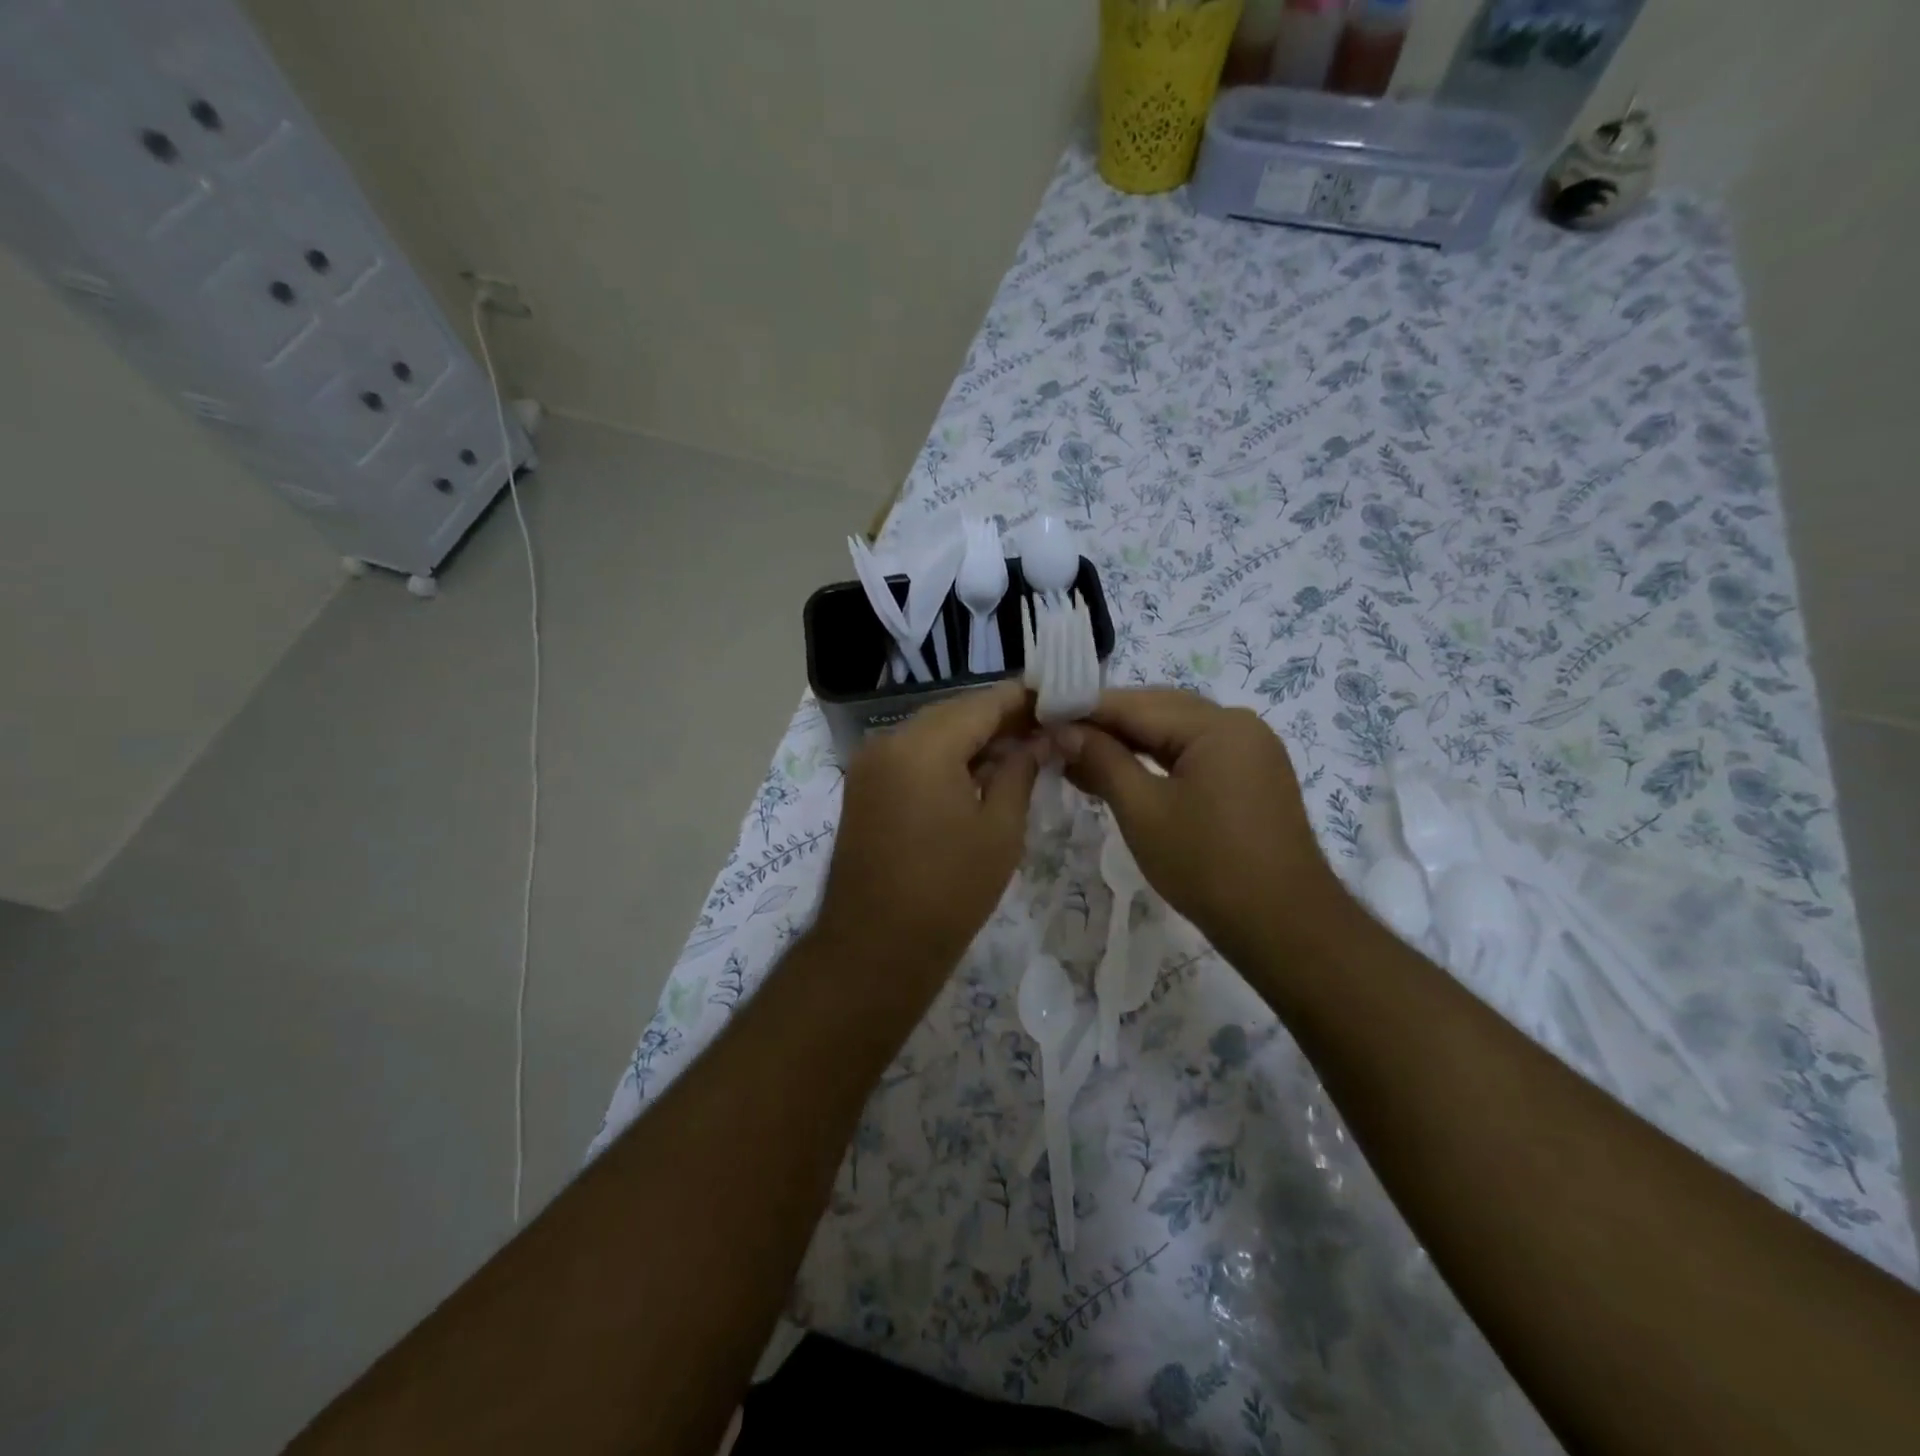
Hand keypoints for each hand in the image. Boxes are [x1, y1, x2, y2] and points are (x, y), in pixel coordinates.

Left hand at [812, 682, 1039, 983]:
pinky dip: (945, 756)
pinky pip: (911, 754)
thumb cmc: (949, 891)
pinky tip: (979, 772)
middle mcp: (889, 741)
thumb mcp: (1000, 830)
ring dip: (972, 737)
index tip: (1058, 701)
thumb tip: (1040, 739)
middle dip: (999, 718)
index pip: (982, 703)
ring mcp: (870, 763)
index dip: (1023, 699)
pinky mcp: (864, 786)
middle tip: (1044, 729)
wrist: (875, 948)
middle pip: (954, 712)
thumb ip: (1020, 771)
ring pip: (931, 732)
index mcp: (923, 746)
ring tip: (1020, 751)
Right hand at [1053, 689, 1345, 965]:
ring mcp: (1250, 750)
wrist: (1283, 926)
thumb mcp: (1143, 811)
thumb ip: (1102, 761)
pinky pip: (1194, 754)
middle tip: (1056, 740)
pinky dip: (1156, 761)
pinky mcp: (1251, 776)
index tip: (1041, 717)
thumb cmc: (1207, 866)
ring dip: (1128, 743)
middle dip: (1105, 725)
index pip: (1135, 704)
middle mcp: (1238, 724)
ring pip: (1175, 733)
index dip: (1084, 709)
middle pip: (1157, 711)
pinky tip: (1122, 773)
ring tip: (1079, 758)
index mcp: (1216, 724)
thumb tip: (1064, 730)